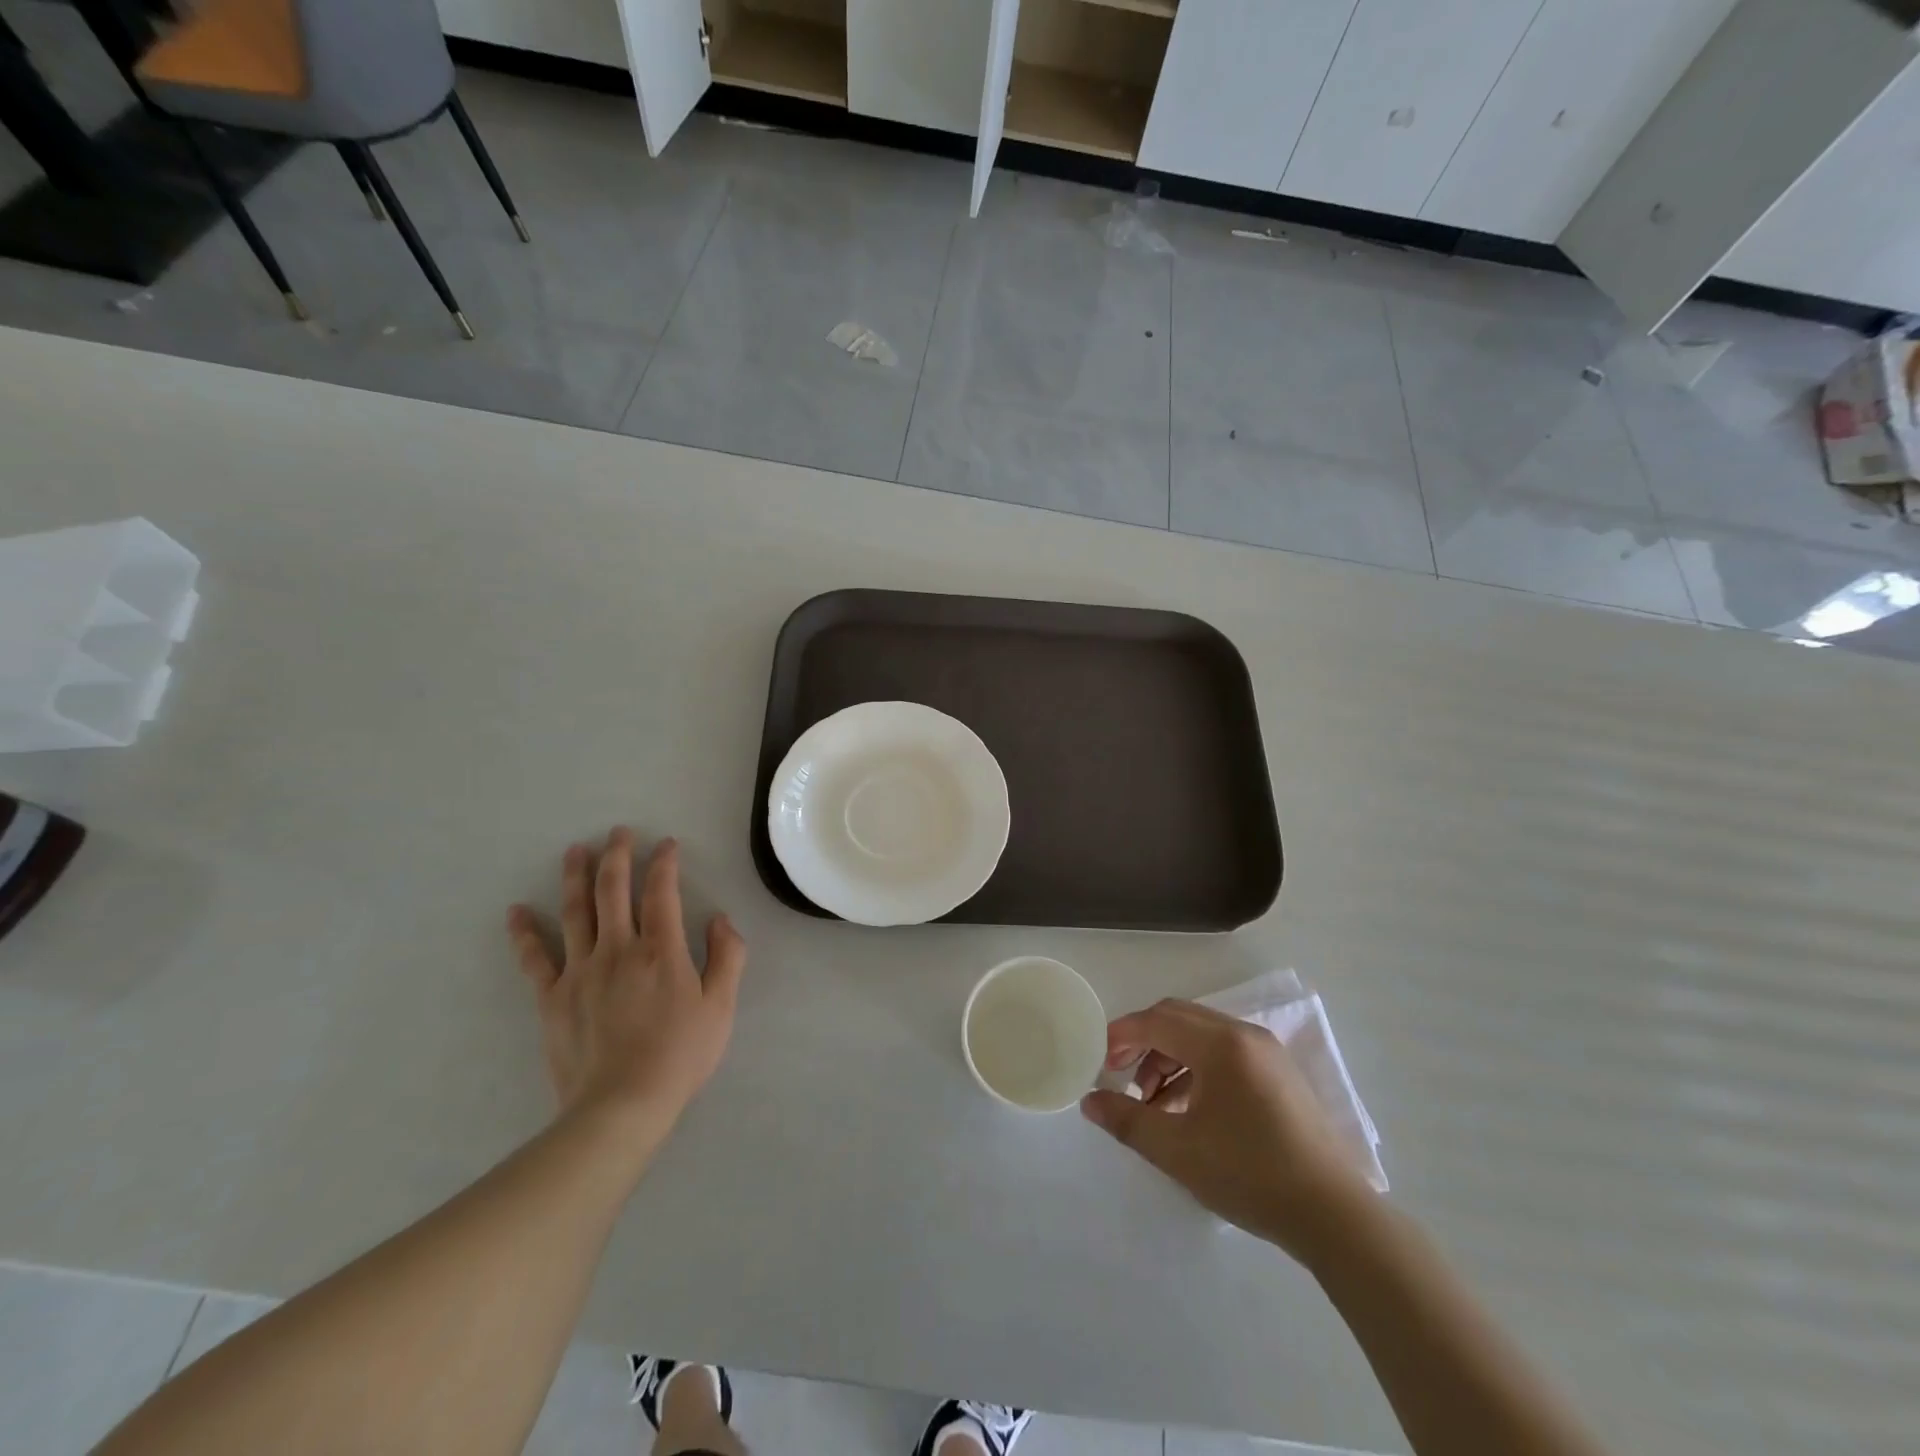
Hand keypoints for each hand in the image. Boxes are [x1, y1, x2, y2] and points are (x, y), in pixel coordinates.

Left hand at [507, 830, 746, 1132]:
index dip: (664, 863)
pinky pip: (535, 958)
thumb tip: (720, 918)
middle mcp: (618, 949)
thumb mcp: (722, 1006)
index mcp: (661, 949)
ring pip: (575, 912)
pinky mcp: (552, 997)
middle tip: (618, 832)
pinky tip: (516, 912)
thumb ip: (727, 956)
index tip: (666, 844)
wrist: (622, 1105)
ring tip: (575, 851)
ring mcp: (580, 971)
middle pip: (613, 890)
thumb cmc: (680, 1055)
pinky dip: (524, 933)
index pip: (661, 892)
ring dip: (575, 877)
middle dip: (617, 855)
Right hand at [1080, 998, 1371, 1260]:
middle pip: (1178, 1019)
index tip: (1098, 1060)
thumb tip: (1090, 1101)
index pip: (1156, 1020)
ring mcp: (1266, 1052)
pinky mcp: (1279, 1074)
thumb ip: (1128, 1121)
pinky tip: (1187, 1110)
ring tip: (1153, 1104)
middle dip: (1143, 1042)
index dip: (1121, 1035)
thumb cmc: (1250, 1175)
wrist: (1334, 1216)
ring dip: (1169, 1058)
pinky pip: (1224, 1054)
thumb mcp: (1178, 1151)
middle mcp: (1244, 1035)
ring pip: (1201, 1036)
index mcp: (1220, 1044)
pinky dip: (1196, 1069)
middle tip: (1120, 1076)